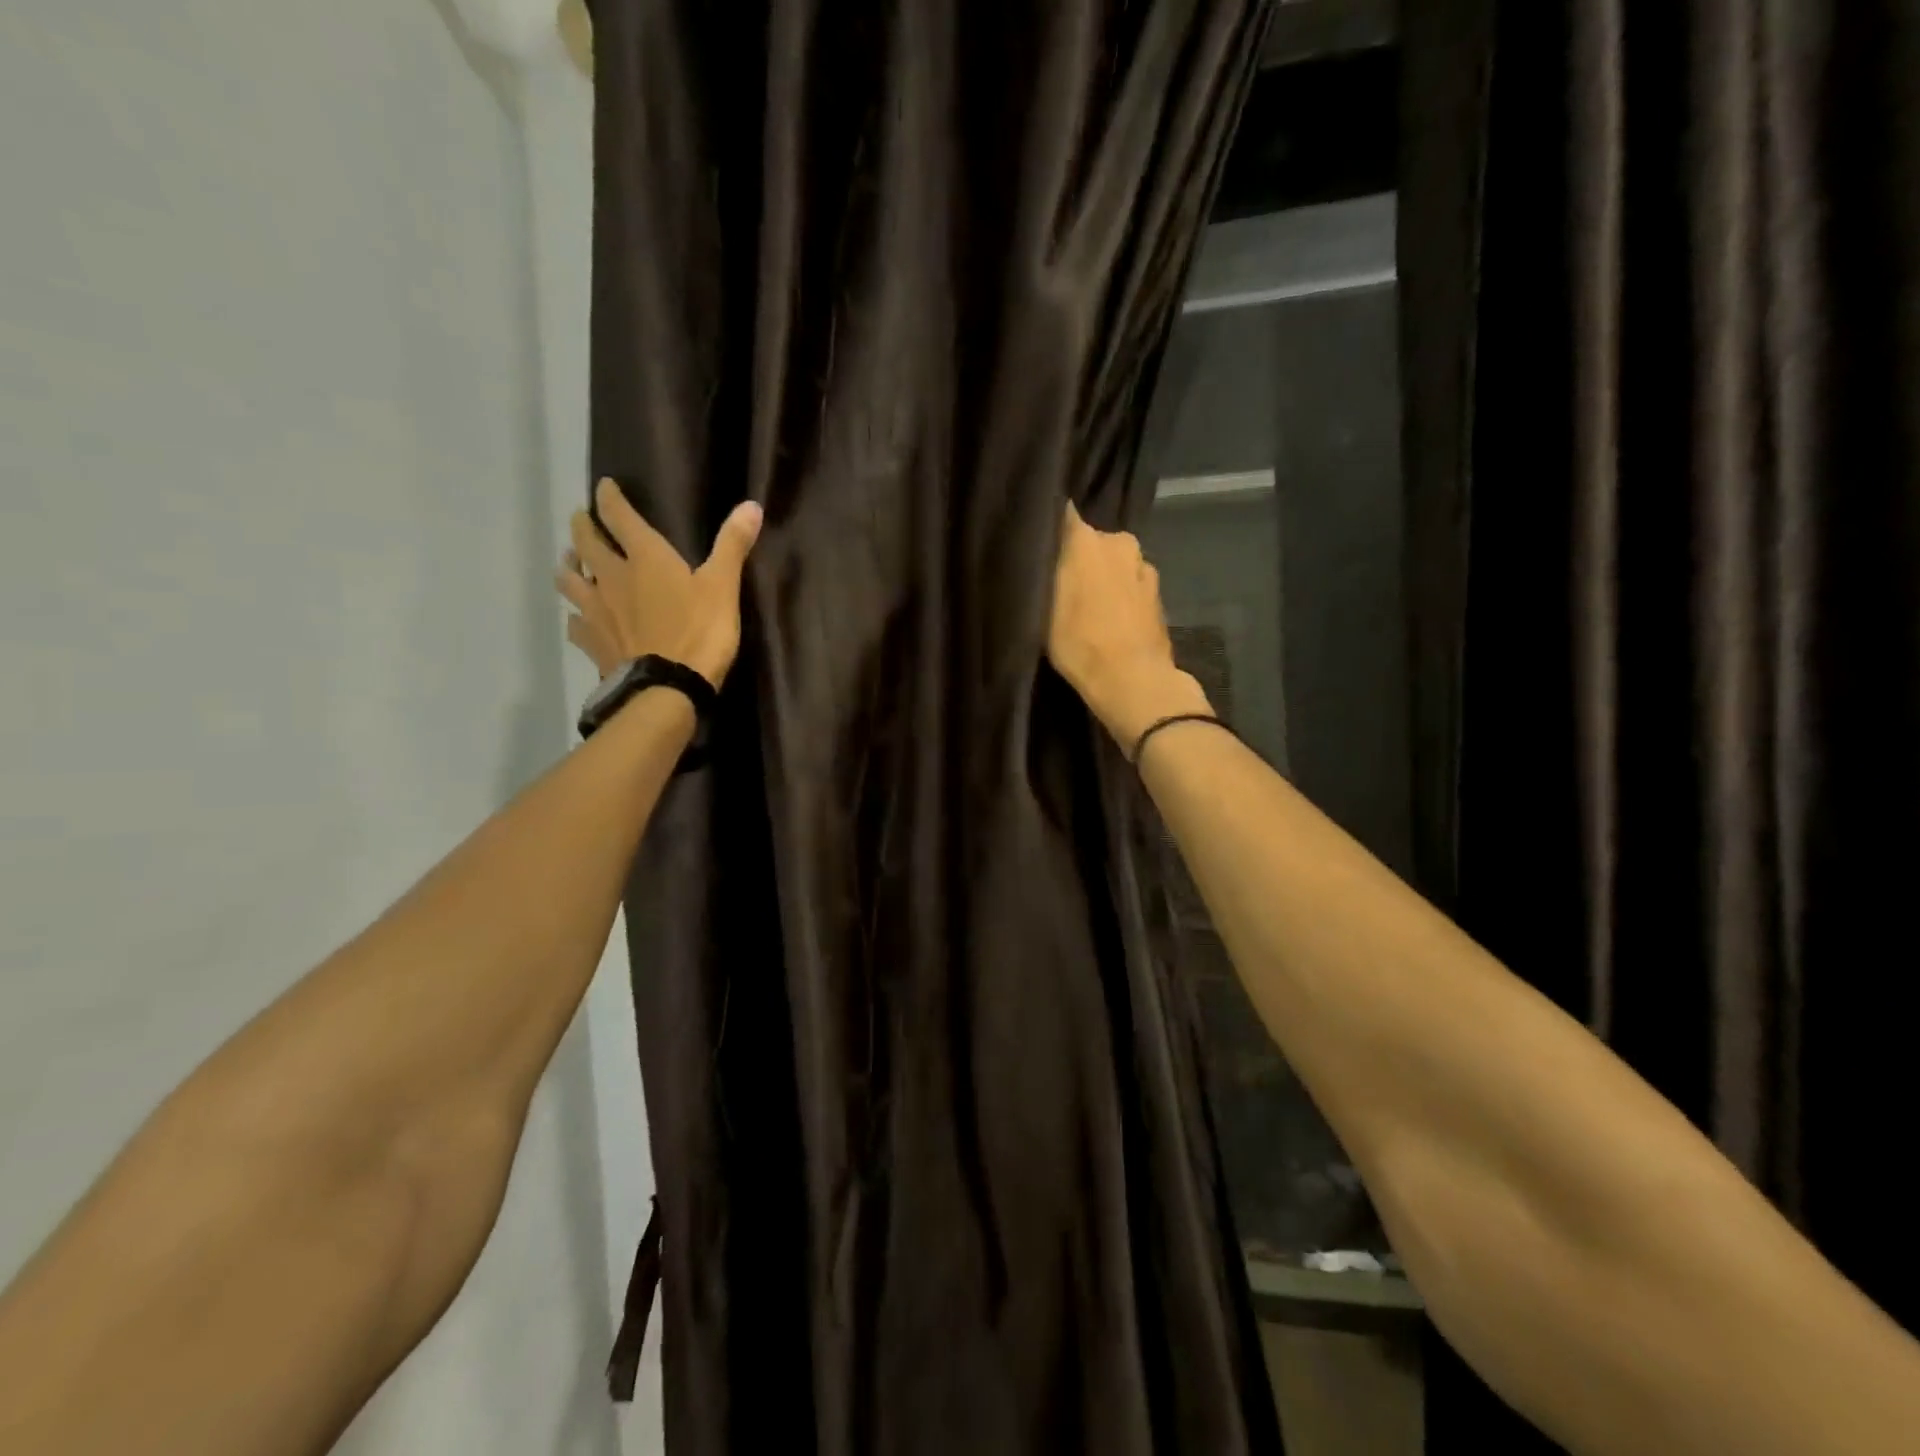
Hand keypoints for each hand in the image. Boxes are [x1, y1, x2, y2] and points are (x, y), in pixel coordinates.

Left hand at [555, 479, 763, 687]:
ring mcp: (596, 611)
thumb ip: (733, 545)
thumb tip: (751, 504)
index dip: (609, 498)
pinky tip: (579, 619)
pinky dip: (575, 617)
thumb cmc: (699, 633)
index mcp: (644, 557)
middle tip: (582, 520)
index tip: (604, 486)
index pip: (617, 516)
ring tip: (571, 563)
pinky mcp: (592, 642)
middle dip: (582, 526)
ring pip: (569, 579)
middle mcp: (611, 577)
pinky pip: (574, 624)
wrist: (667, 687)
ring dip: (568, 566)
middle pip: (585, 543)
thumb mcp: (723, 587)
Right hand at [1047, 501, 1211, 749]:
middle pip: (1092, 541)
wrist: (1133, 680)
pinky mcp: (1158, 594)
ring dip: (1102, 577)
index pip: (1063, 514)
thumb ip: (1043, 572)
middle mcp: (1119, 542)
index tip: (1038, 540)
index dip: (1050, 525)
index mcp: (1087, 538)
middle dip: (1078, 557)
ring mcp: (1144, 567)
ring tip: (1087, 607)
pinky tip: (1109, 620)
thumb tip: (1039, 551)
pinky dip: (1120, 596)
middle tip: (1060, 584)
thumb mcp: (1042, 608)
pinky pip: (1130, 585)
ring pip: (1114, 564)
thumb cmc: (1078, 642)